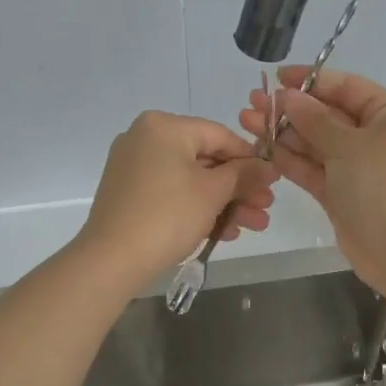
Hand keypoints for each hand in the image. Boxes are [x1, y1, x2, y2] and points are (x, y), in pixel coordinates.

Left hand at [77, 111, 275, 285]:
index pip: (220, 135)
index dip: (251, 159)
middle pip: (206, 160)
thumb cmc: (167, 215)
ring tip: (253, 226)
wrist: (111, 259)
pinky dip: (197, 208)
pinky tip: (224, 233)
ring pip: (191, 180)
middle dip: (239, 188)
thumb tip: (269, 166)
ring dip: (224, 203)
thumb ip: (244, 174)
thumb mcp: (213, 193)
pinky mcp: (130, 194)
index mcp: (164, 126)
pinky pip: (172, 193)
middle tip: (265, 209)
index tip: (273, 182)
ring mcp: (134, 167)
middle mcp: (146, 138)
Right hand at [240, 67, 385, 287]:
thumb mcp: (348, 144)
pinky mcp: (341, 194)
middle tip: (252, 102)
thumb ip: (315, 119)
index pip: (347, 87)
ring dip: (284, 133)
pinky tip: (261, 148)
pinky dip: (290, 160)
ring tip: (247, 121)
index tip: (276, 78)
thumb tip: (289, 96)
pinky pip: (313, 169)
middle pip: (328, 115)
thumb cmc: (382, 184)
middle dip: (291, 109)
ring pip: (316, 144)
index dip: (311, 80)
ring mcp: (358, 168)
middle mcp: (376, 137)